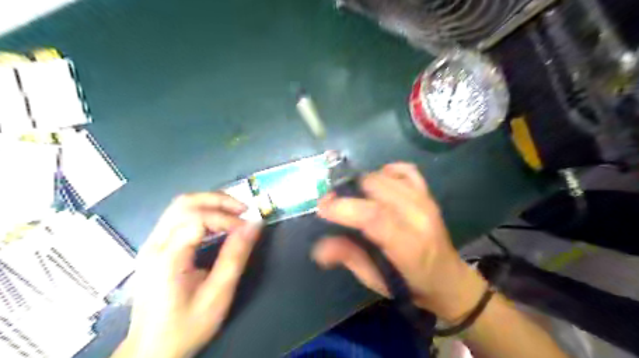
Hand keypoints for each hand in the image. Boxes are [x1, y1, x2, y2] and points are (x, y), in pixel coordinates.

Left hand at [117, 193, 259, 357]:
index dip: (227, 218)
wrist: (151, 350)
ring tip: (234, 213)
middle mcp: (154, 244)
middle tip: (243, 209)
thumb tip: (254, 225)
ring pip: (180, 206)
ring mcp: (151, 244)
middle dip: (218, 200)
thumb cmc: (186, 326)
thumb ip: (235, 256)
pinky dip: (202, 212)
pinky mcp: (154, 247)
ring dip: (210, 203)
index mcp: (167, 257)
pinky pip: (178, 217)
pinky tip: (217, 224)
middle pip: (184, 203)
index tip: (247, 229)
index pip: (198, 219)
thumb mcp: (218, 294)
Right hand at [313, 163, 484, 322]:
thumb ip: (349, 258)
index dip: (344, 207)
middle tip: (333, 204)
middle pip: (376, 187)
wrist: (448, 278)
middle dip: (347, 191)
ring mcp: (426, 201)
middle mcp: (420, 217)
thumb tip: (319, 248)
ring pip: (385, 176)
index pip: (374, 216)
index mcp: (408, 246)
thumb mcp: (376, 280)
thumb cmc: (410, 284)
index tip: (322, 208)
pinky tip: (378, 185)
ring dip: (362, 183)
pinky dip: (386, 171)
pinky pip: (405, 170)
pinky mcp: (428, 194)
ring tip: (353, 198)